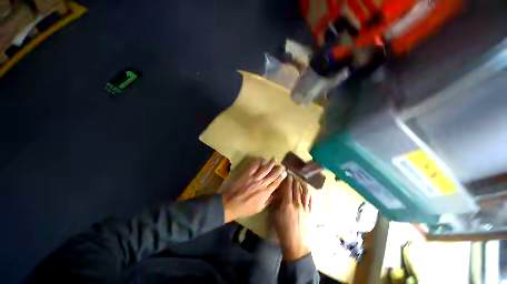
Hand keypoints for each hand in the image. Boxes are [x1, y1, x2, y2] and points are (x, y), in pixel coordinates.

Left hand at [221, 157, 286, 222]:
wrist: (231, 203)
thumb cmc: (246, 208)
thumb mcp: (259, 208)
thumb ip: (268, 200)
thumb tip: (274, 194)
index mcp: (265, 192)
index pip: (276, 183)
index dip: (281, 177)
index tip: (285, 173)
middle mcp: (262, 183)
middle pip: (272, 174)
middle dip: (278, 169)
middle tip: (282, 165)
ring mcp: (254, 177)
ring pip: (265, 169)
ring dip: (270, 163)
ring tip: (274, 159)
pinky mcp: (247, 174)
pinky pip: (254, 166)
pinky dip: (258, 162)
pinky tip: (262, 159)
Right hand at [272, 174, 311, 261]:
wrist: (296, 245)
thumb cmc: (283, 231)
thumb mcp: (276, 217)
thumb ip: (277, 205)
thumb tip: (279, 197)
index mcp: (287, 204)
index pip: (287, 189)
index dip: (288, 182)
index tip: (288, 176)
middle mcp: (297, 204)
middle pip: (296, 189)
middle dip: (295, 181)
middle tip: (294, 176)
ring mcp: (305, 208)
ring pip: (305, 193)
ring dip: (303, 186)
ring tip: (301, 181)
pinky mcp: (310, 213)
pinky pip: (311, 202)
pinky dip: (309, 195)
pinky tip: (308, 192)